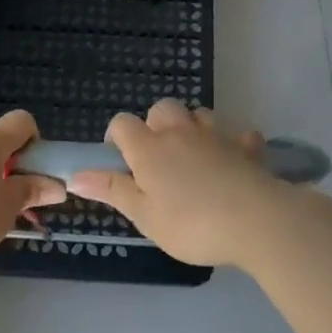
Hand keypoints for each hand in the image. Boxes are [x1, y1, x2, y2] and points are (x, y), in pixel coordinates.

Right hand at [68, 100, 289, 267]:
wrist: (256, 221)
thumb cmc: (191, 224)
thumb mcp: (144, 216)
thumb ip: (112, 191)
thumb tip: (75, 176)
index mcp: (149, 149)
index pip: (122, 124)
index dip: (117, 138)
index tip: (122, 164)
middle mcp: (180, 132)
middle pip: (161, 108)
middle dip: (155, 126)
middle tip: (158, 160)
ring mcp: (216, 136)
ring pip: (198, 114)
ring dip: (191, 128)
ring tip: (192, 158)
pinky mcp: (247, 147)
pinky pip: (237, 134)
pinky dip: (232, 143)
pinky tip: (232, 162)